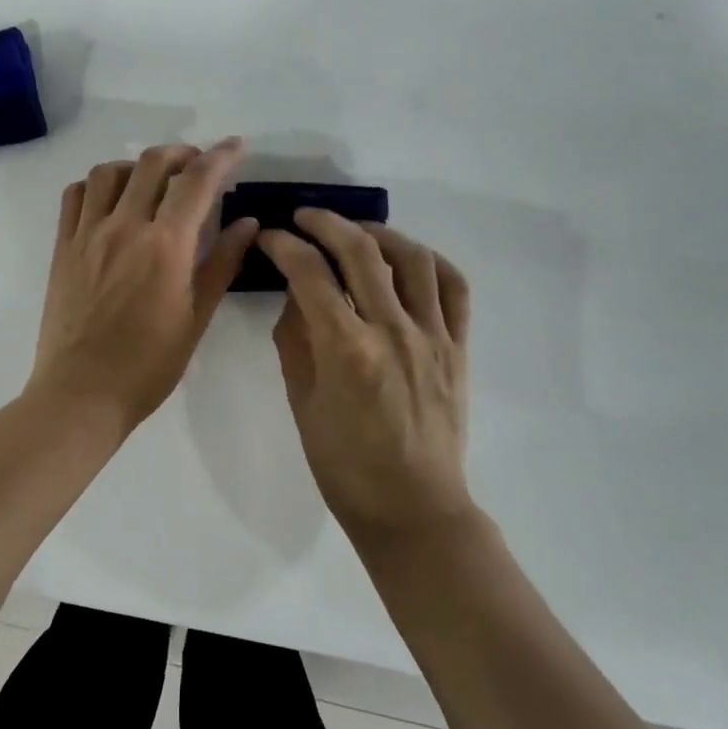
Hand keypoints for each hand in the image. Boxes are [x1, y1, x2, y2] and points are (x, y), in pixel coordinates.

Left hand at [28, 139, 257, 433]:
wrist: (82, 393)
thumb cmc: (149, 364)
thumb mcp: (197, 317)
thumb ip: (222, 263)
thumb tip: (248, 223)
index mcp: (165, 245)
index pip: (197, 181)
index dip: (221, 157)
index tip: (237, 146)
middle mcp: (125, 226)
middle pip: (153, 163)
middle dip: (182, 153)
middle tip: (197, 165)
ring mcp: (88, 234)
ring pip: (110, 172)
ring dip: (137, 165)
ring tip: (152, 181)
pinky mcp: (63, 246)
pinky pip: (75, 196)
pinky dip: (96, 185)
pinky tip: (110, 201)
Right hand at [259, 211, 472, 542]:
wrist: (414, 510)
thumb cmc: (345, 466)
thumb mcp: (302, 403)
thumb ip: (295, 341)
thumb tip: (296, 296)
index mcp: (347, 350)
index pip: (309, 274)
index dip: (283, 246)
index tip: (268, 237)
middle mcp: (393, 331)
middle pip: (360, 252)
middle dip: (326, 223)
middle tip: (304, 218)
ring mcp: (433, 337)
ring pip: (412, 258)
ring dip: (379, 234)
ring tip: (356, 232)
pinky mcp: (458, 348)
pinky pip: (454, 288)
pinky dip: (430, 261)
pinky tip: (408, 259)